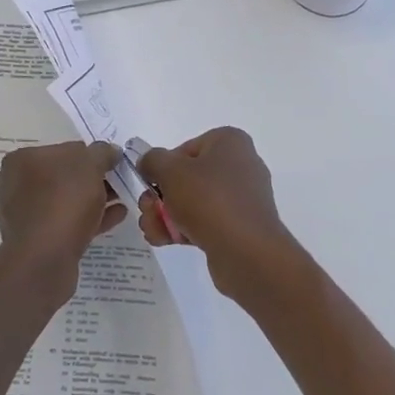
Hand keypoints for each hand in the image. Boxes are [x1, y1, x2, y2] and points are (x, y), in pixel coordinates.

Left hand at [0, 141, 125, 307]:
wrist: (44, 259)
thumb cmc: (63, 200)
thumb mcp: (90, 165)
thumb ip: (102, 153)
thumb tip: (110, 152)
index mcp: (21, 160)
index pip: (63, 149)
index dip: (91, 155)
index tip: (112, 164)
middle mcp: (15, 184)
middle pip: (63, 176)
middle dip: (93, 179)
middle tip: (119, 182)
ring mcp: (23, 215)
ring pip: (65, 201)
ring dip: (93, 199)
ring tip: (121, 200)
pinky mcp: (34, 241)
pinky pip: (66, 222)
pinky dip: (89, 218)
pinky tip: (115, 217)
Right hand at [137, 128, 306, 306]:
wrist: (247, 252)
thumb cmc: (209, 200)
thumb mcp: (170, 171)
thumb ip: (152, 160)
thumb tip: (149, 163)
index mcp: (229, 141)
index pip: (185, 149)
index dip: (163, 168)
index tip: (152, 185)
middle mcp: (240, 165)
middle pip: (187, 177)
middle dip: (161, 196)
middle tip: (148, 211)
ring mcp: (241, 198)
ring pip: (193, 202)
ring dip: (166, 215)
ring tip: (154, 230)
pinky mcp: (239, 227)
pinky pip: (206, 222)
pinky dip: (184, 229)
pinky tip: (166, 241)